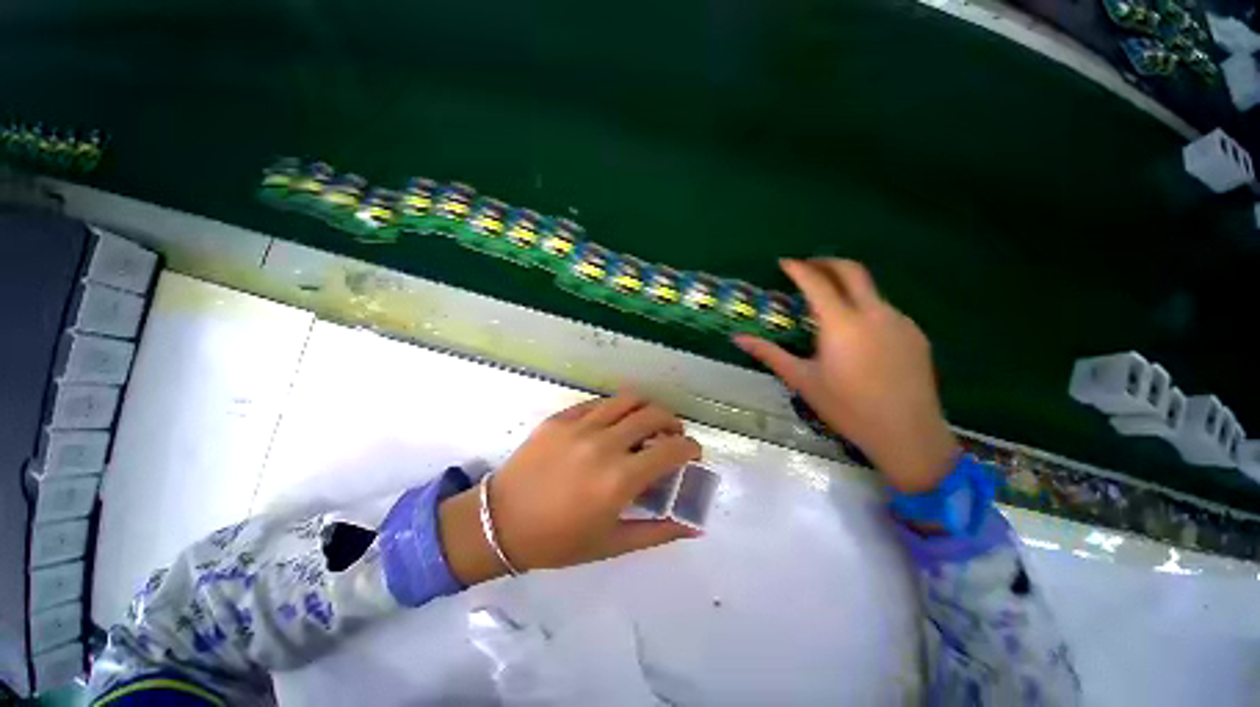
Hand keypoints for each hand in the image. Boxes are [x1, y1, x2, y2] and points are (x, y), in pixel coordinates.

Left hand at [439, 393, 701, 584]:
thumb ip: (658, 532)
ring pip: (628, 400)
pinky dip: (616, 409)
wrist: (499, 522)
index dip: (690, 448)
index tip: (692, 453)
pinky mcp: (562, 417)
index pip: (671, 450)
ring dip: (647, 408)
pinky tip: (614, 423)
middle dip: (673, 423)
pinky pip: (599, 403)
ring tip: (647, 423)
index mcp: (620, 479)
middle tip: (672, 436)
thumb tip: (693, 525)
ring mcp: (581, 425)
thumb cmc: (557, 541)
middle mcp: (604, 444)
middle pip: (654, 415)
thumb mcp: (612, 544)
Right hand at [734, 259, 957, 493]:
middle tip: (807, 266)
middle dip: (826, 262)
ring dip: (847, 285)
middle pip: (852, 270)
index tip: (784, 262)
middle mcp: (873, 313)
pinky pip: (885, 309)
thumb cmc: (846, 408)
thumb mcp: (802, 380)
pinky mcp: (915, 333)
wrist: (908, 434)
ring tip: (828, 302)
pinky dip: (864, 306)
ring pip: (870, 289)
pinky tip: (856, 330)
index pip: (817, 283)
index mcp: (841, 324)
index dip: (798, 268)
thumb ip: (769, 354)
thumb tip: (738, 338)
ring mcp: (899, 321)